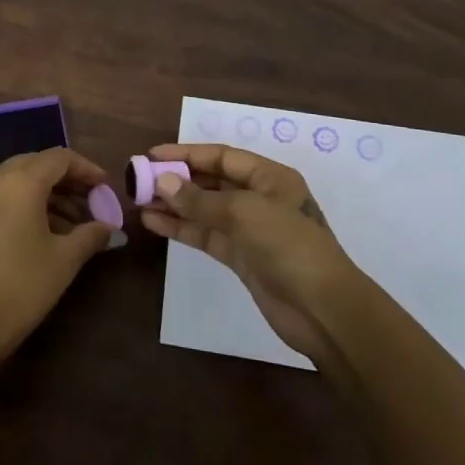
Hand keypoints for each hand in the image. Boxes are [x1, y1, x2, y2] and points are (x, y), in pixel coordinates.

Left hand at [0, 148, 115, 368]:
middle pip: (37, 164)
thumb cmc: (21, 288)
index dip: (87, 169)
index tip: (106, 187)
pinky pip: (1, 193)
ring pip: (18, 178)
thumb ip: (91, 235)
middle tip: (92, 202)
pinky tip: (45, 228)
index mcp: (19, 181)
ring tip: (74, 222)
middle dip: (67, 180)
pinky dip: (25, 201)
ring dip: (47, 192)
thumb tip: (111, 228)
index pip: (60, 158)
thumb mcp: (64, 260)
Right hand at [138, 143, 366, 360]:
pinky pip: (206, 235)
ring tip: (140, 201)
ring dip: (175, 204)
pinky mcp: (241, 257)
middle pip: (212, 181)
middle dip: (177, 179)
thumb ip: (200, 199)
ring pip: (205, 209)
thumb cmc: (289, 247)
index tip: (152, 155)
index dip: (187, 154)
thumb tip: (161, 182)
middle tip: (140, 180)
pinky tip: (154, 223)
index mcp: (270, 177)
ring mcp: (250, 230)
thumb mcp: (244, 214)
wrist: (324, 310)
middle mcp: (260, 198)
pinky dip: (182, 228)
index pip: (221, 157)